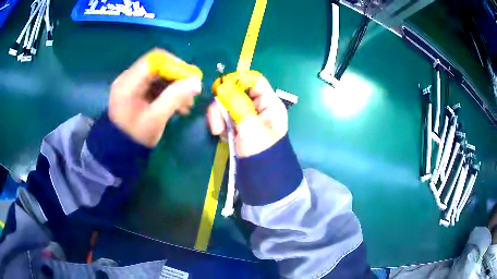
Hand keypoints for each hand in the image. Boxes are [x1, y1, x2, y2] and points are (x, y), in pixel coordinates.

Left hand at [108, 49, 201, 146]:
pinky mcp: (134, 91)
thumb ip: (175, 98)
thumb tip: (196, 82)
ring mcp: (130, 84)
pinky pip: (154, 85)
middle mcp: (127, 78)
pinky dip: (167, 92)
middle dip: (176, 78)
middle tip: (191, 92)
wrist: (120, 151)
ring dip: (174, 86)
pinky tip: (178, 105)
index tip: (190, 78)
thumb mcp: (156, 119)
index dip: (175, 64)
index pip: (154, 59)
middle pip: (157, 66)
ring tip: (187, 103)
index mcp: (128, 83)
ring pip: (157, 76)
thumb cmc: (135, 137)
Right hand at [207, 76, 287, 156]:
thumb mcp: (251, 127)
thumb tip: (222, 86)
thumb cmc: (262, 152)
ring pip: (227, 104)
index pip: (254, 80)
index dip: (237, 80)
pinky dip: (220, 124)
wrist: (260, 179)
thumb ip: (237, 104)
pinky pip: (224, 117)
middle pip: (236, 91)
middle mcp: (258, 106)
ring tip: (218, 132)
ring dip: (219, 116)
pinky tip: (221, 136)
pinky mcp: (237, 126)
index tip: (220, 89)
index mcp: (269, 103)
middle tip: (217, 122)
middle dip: (223, 104)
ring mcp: (246, 116)